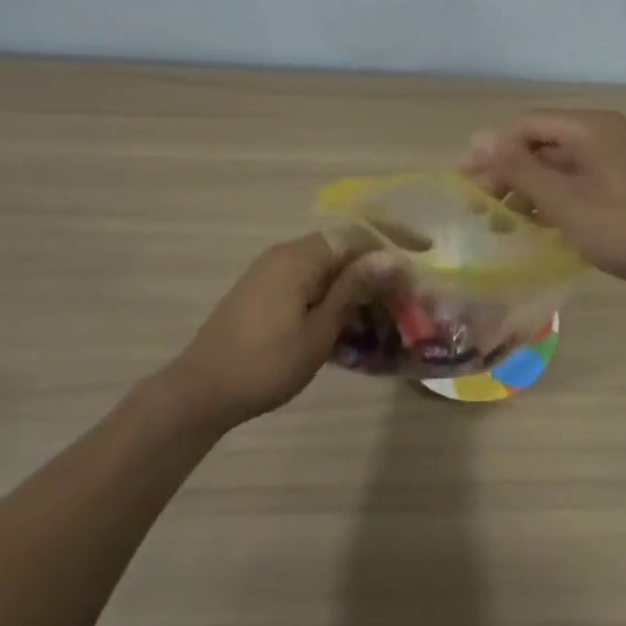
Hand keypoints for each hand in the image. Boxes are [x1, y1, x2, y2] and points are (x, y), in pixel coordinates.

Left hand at [164, 234, 392, 428]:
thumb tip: (391, 257)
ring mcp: (271, 274)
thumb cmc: (266, 363)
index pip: (356, 235)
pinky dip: (333, 300)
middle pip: (342, 251)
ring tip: (382, 320)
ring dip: (356, 290)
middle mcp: (285, 255)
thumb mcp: (319, 330)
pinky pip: (309, 285)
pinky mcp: (263, 293)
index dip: (393, 241)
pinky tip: (348, 329)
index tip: (425, 253)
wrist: (201, 390)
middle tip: (406, 299)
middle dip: (377, 271)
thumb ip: (354, 289)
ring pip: (326, 271)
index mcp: (299, 257)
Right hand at [463, 109, 625, 292]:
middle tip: (483, 202)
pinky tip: (546, 221)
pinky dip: (560, 194)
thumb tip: (479, 138)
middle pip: (545, 141)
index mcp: (590, 127)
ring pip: (565, 162)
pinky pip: (585, 176)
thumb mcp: (564, 201)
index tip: (465, 177)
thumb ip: (519, 169)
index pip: (527, 124)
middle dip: (510, 168)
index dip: (491, 147)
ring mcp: (625, 155)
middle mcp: (607, 132)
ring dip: (533, 185)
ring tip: (509, 217)